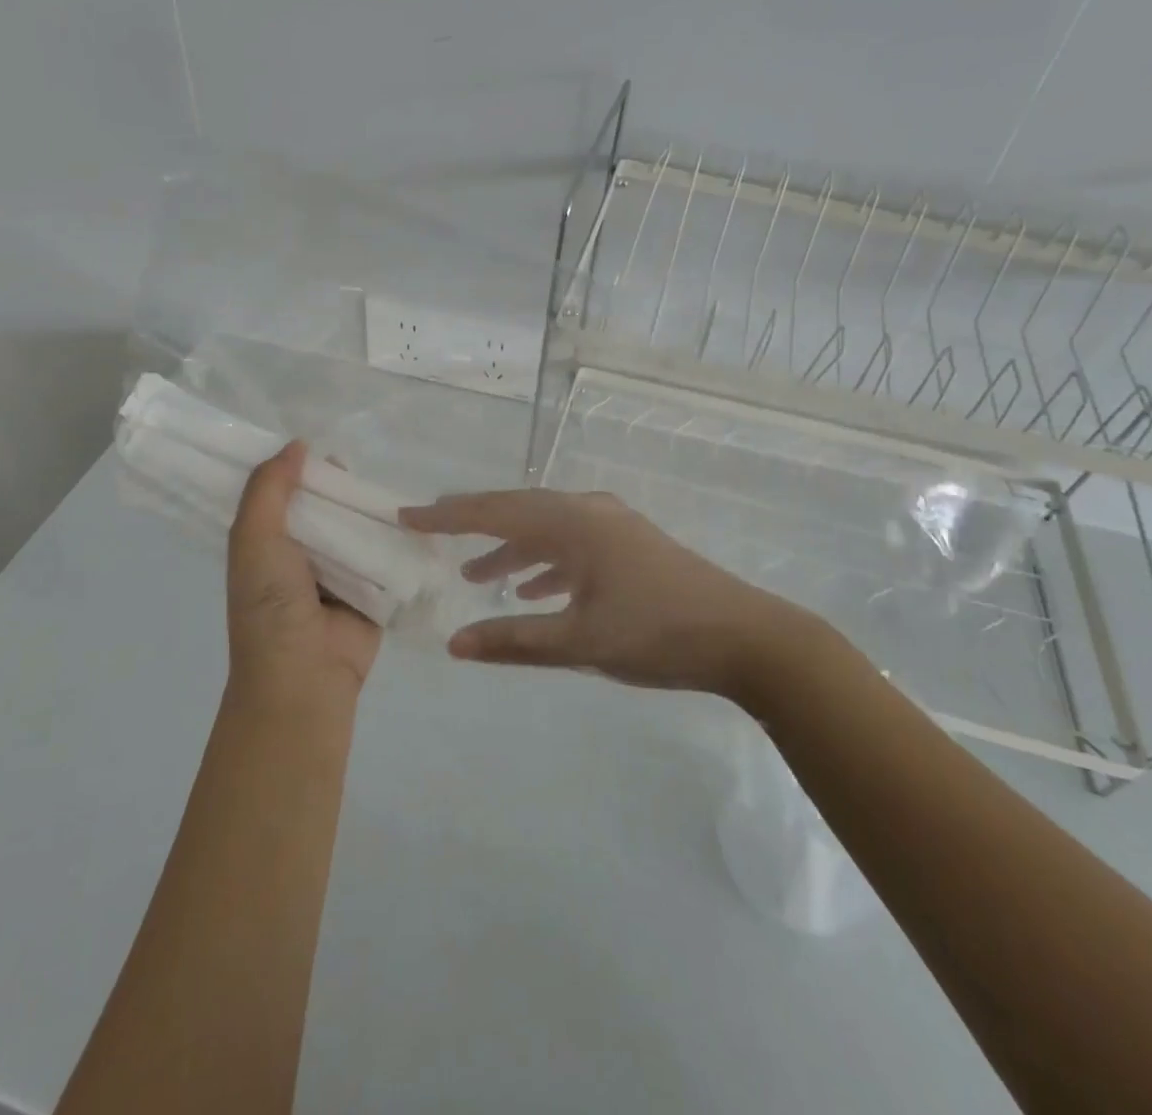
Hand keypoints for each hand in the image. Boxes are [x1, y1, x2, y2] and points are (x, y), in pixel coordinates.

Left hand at [227, 443, 379, 701]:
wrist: (305, 677)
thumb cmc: (270, 605)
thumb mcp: (254, 539)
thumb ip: (269, 489)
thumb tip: (297, 444)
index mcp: (267, 544)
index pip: (282, 495)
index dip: (297, 469)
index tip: (318, 440)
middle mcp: (302, 555)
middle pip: (325, 508)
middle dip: (341, 487)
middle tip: (362, 462)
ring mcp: (340, 574)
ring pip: (358, 528)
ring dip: (372, 511)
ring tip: (394, 483)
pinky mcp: (374, 591)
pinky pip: (387, 556)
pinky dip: (398, 540)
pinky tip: (420, 516)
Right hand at [400, 488, 821, 700]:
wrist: (746, 637)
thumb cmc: (657, 634)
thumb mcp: (579, 642)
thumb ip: (514, 640)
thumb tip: (455, 642)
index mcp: (572, 524)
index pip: (494, 513)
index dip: (447, 515)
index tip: (406, 515)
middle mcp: (589, 512)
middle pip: (517, 510)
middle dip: (474, 521)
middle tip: (433, 528)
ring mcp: (613, 526)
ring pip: (545, 528)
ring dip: (510, 548)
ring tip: (475, 572)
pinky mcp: (630, 545)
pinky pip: (571, 543)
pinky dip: (545, 562)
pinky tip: (534, 589)